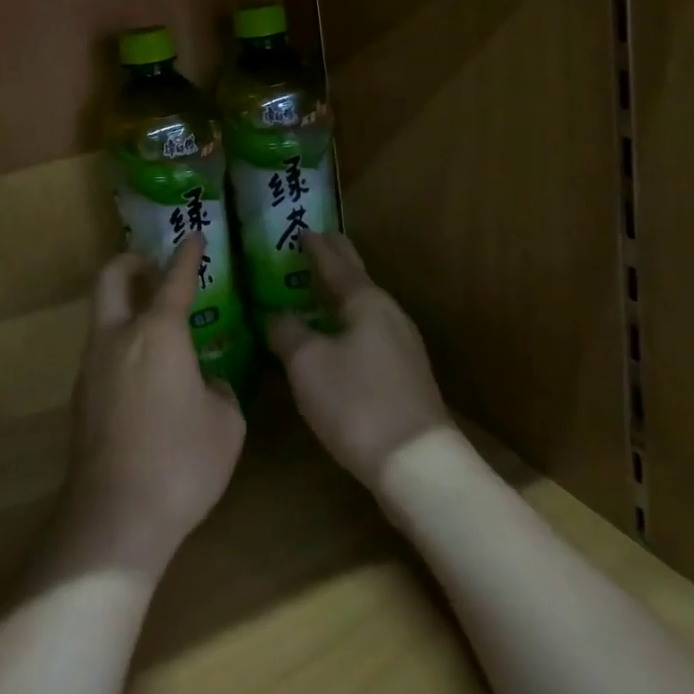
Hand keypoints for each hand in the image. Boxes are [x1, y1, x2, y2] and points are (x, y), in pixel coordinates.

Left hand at [43, 235, 245, 583]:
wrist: (116, 517)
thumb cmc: (181, 463)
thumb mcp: (226, 425)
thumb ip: (219, 392)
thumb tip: (206, 384)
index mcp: (158, 333)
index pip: (174, 280)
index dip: (186, 255)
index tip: (194, 237)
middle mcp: (118, 337)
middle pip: (111, 278)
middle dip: (131, 262)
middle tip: (152, 267)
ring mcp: (92, 366)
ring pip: (103, 316)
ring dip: (125, 306)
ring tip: (156, 327)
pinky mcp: (80, 397)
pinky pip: (102, 352)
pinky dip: (121, 343)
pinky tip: (145, 375)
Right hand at [269, 231, 449, 487]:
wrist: (416, 464)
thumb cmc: (356, 402)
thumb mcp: (306, 362)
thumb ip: (286, 330)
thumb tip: (276, 316)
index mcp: (365, 301)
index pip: (336, 262)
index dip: (316, 246)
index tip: (302, 229)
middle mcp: (388, 315)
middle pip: (356, 279)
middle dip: (335, 261)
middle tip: (315, 244)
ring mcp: (402, 346)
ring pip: (363, 307)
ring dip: (340, 294)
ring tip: (317, 288)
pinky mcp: (404, 376)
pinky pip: (368, 332)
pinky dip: (347, 322)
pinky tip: (335, 337)